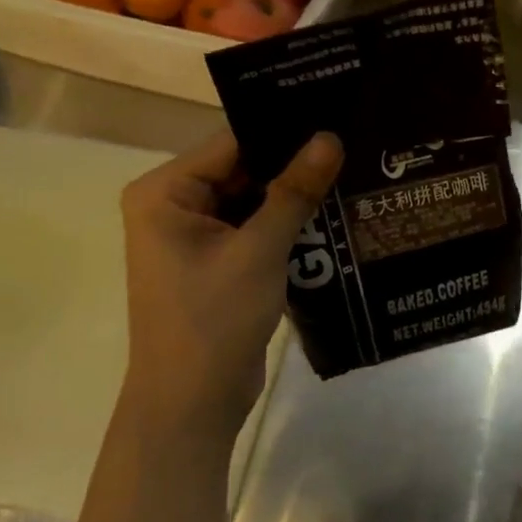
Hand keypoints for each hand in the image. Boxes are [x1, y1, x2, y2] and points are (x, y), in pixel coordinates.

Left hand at [120, 129, 342, 433]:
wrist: (192, 406)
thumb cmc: (213, 321)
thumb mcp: (259, 251)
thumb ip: (294, 191)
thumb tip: (330, 137)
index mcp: (165, 192)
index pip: (233, 143)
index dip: (285, 130)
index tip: (337, 114)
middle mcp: (175, 205)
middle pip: (245, 168)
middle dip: (295, 164)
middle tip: (355, 143)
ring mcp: (196, 235)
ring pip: (255, 198)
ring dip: (297, 195)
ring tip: (355, 170)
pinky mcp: (218, 261)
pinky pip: (257, 227)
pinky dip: (289, 223)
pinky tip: (336, 211)